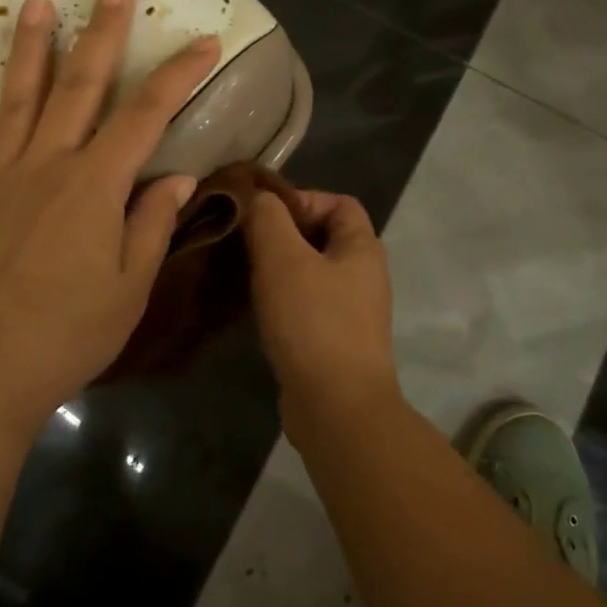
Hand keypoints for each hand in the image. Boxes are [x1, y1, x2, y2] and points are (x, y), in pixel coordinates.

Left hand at [0, 0, 219, 438]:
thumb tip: (178, 177)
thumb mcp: (129, 288)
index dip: (178, 75)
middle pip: (81, 87)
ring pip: (17, 98)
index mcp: (95, 186)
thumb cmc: (67, 335)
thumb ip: (151, 224)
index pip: (146, 116)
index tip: (204, 41)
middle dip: (103, 34)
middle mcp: (47, 165)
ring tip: (37, 0)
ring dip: (30, 47)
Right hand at [243, 189, 400, 434]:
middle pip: (322, 236)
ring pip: (311, 272)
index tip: (262, 214)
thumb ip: (268, 218)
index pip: (339, 202)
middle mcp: (364, 275)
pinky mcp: (334, 340)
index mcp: (362, 248)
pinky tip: (255, 307)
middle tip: (244, 241)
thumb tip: (259, 199)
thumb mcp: (283, 258)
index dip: (301, 198)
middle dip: (282, 233)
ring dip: (278, 267)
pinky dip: (282, 298)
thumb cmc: (313, 322)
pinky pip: (306, 304)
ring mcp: (351, 311)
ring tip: (242, 271)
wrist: (336, 407)